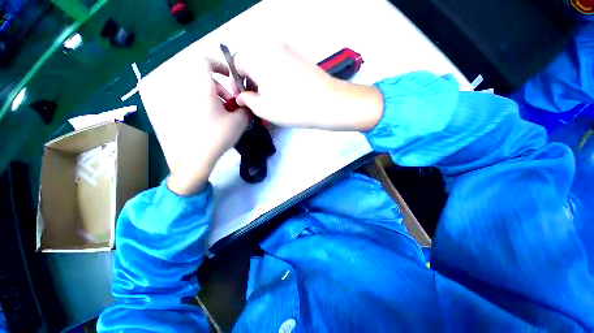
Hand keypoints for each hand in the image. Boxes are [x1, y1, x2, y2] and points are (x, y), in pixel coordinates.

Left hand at [139, 57, 247, 195]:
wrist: (198, 155)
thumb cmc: (218, 134)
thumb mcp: (239, 121)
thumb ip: (246, 109)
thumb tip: (247, 105)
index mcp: (204, 89)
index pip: (204, 62)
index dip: (219, 64)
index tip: (231, 77)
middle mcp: (192, 92)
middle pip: (208, 80)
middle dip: (224, 89)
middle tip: (234, 104)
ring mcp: (188, 104)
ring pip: (204, 92)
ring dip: (219, 99)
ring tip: (230, 114)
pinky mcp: (187, 114)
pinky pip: (200, 102)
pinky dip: (212, 106)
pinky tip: (221, 121)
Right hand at [234, 42, 383, 130]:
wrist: (328, 103)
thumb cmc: (292, 107)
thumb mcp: (264, 109)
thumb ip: (247, 100)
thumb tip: (242, 96)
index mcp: (257, 55)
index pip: (237, 63)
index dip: (237, 82)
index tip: (244, 98)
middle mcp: (270, 45)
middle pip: (251, 61)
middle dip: (250, 80)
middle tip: (258, 100)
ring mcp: (287, 49)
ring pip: (265, 62)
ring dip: (263, 79)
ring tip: (271, 98)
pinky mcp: (298, 56)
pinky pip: (279, 63)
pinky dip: (275, 76)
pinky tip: (284, 91)